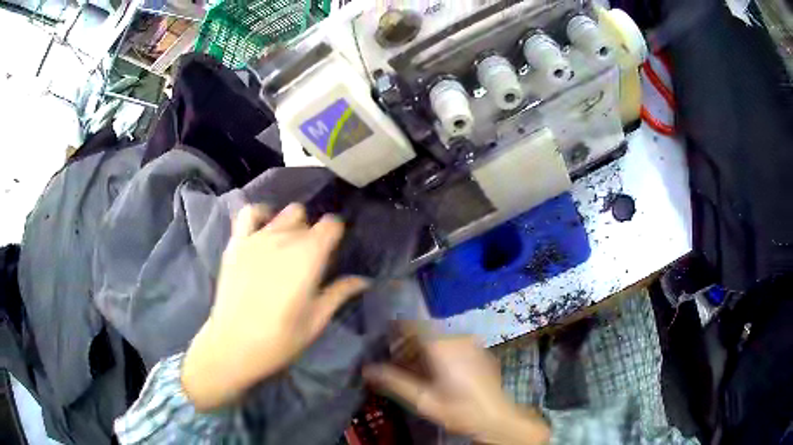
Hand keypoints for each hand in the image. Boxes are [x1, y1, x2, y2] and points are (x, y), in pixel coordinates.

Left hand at [182, 203, 368, 410]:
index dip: (336, 234)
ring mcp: (257, 237)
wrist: (233, 345)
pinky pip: (249, 213)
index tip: (334, 252)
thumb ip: (339, 293)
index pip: (331, 224)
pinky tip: (263, 230)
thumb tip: (363, 280)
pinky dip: (260, 215)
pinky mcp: (236, 243)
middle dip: (313, 233)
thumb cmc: (280, 338)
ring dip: (290, 225)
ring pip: (283, 213)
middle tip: (309, 260)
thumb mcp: (316, 320)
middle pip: (307, 218)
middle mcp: (284, 238)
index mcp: (309, 255)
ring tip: (287, 246)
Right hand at [364, 336, 549, 444]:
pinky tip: (440, 373)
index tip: (382, 339)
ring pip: (440, 338)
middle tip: (397, 363)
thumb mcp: (422, 400)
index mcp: (441, 345)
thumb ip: (394, 381)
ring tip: (416, 371)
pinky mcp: (480, 350)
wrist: (496, 418)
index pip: (412, 324)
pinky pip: (454, 344)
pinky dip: (441, 352)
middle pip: (425, 332)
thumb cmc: (458, 410)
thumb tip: (367, 369)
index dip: (395, 329)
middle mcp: (457, 337)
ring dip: (425, 349)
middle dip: (408, 344)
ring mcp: (472, 343)